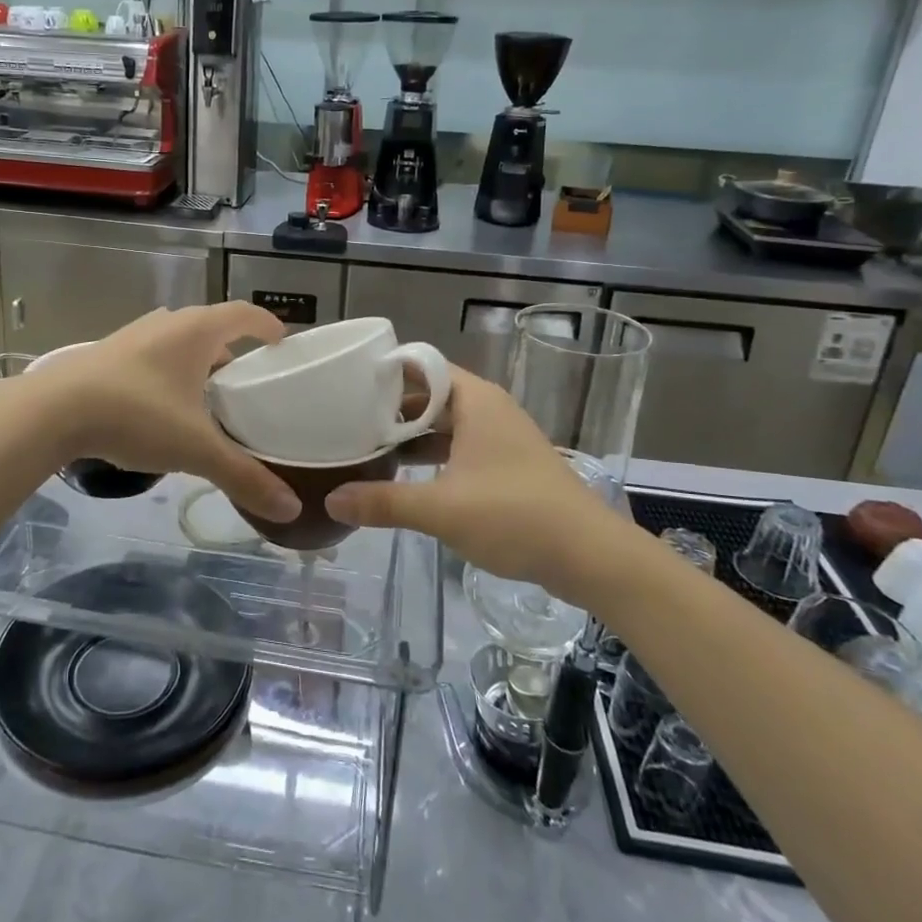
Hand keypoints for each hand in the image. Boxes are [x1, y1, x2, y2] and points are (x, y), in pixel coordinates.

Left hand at [25, 304, 301, 522]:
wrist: (52, 410)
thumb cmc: (136, 414)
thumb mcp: (195, 448)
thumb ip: (243, 476)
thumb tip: (290, 509)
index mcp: (196, 331)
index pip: (244, 313)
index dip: (266, 325)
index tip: (281, 343)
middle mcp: (167, 323)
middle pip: (211, 326)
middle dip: (232, 350)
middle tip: (246, 382)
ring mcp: (133, 335)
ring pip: (178, 341)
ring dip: (197, 360)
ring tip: (206, 396)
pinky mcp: (107, 353)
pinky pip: (151, 354)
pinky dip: (167, 371)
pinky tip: (161, 406)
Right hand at [325, 366, 635, 586]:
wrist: (590, 555)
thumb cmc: (514, 515)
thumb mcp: (440, 509)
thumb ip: (383, 502)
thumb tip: (331, 499)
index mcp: (474, 400)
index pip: (420, 366)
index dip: (384, 373)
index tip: (347, 386)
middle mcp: (488, 409)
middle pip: (429, 395)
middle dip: (390, 408)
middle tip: (346, 421)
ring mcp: (501, 437)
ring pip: (444, 424)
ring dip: (410, 435)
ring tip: (367, 449)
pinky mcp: (508, 465)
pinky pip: (459, 447)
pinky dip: (432, 455)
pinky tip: (406, 477)